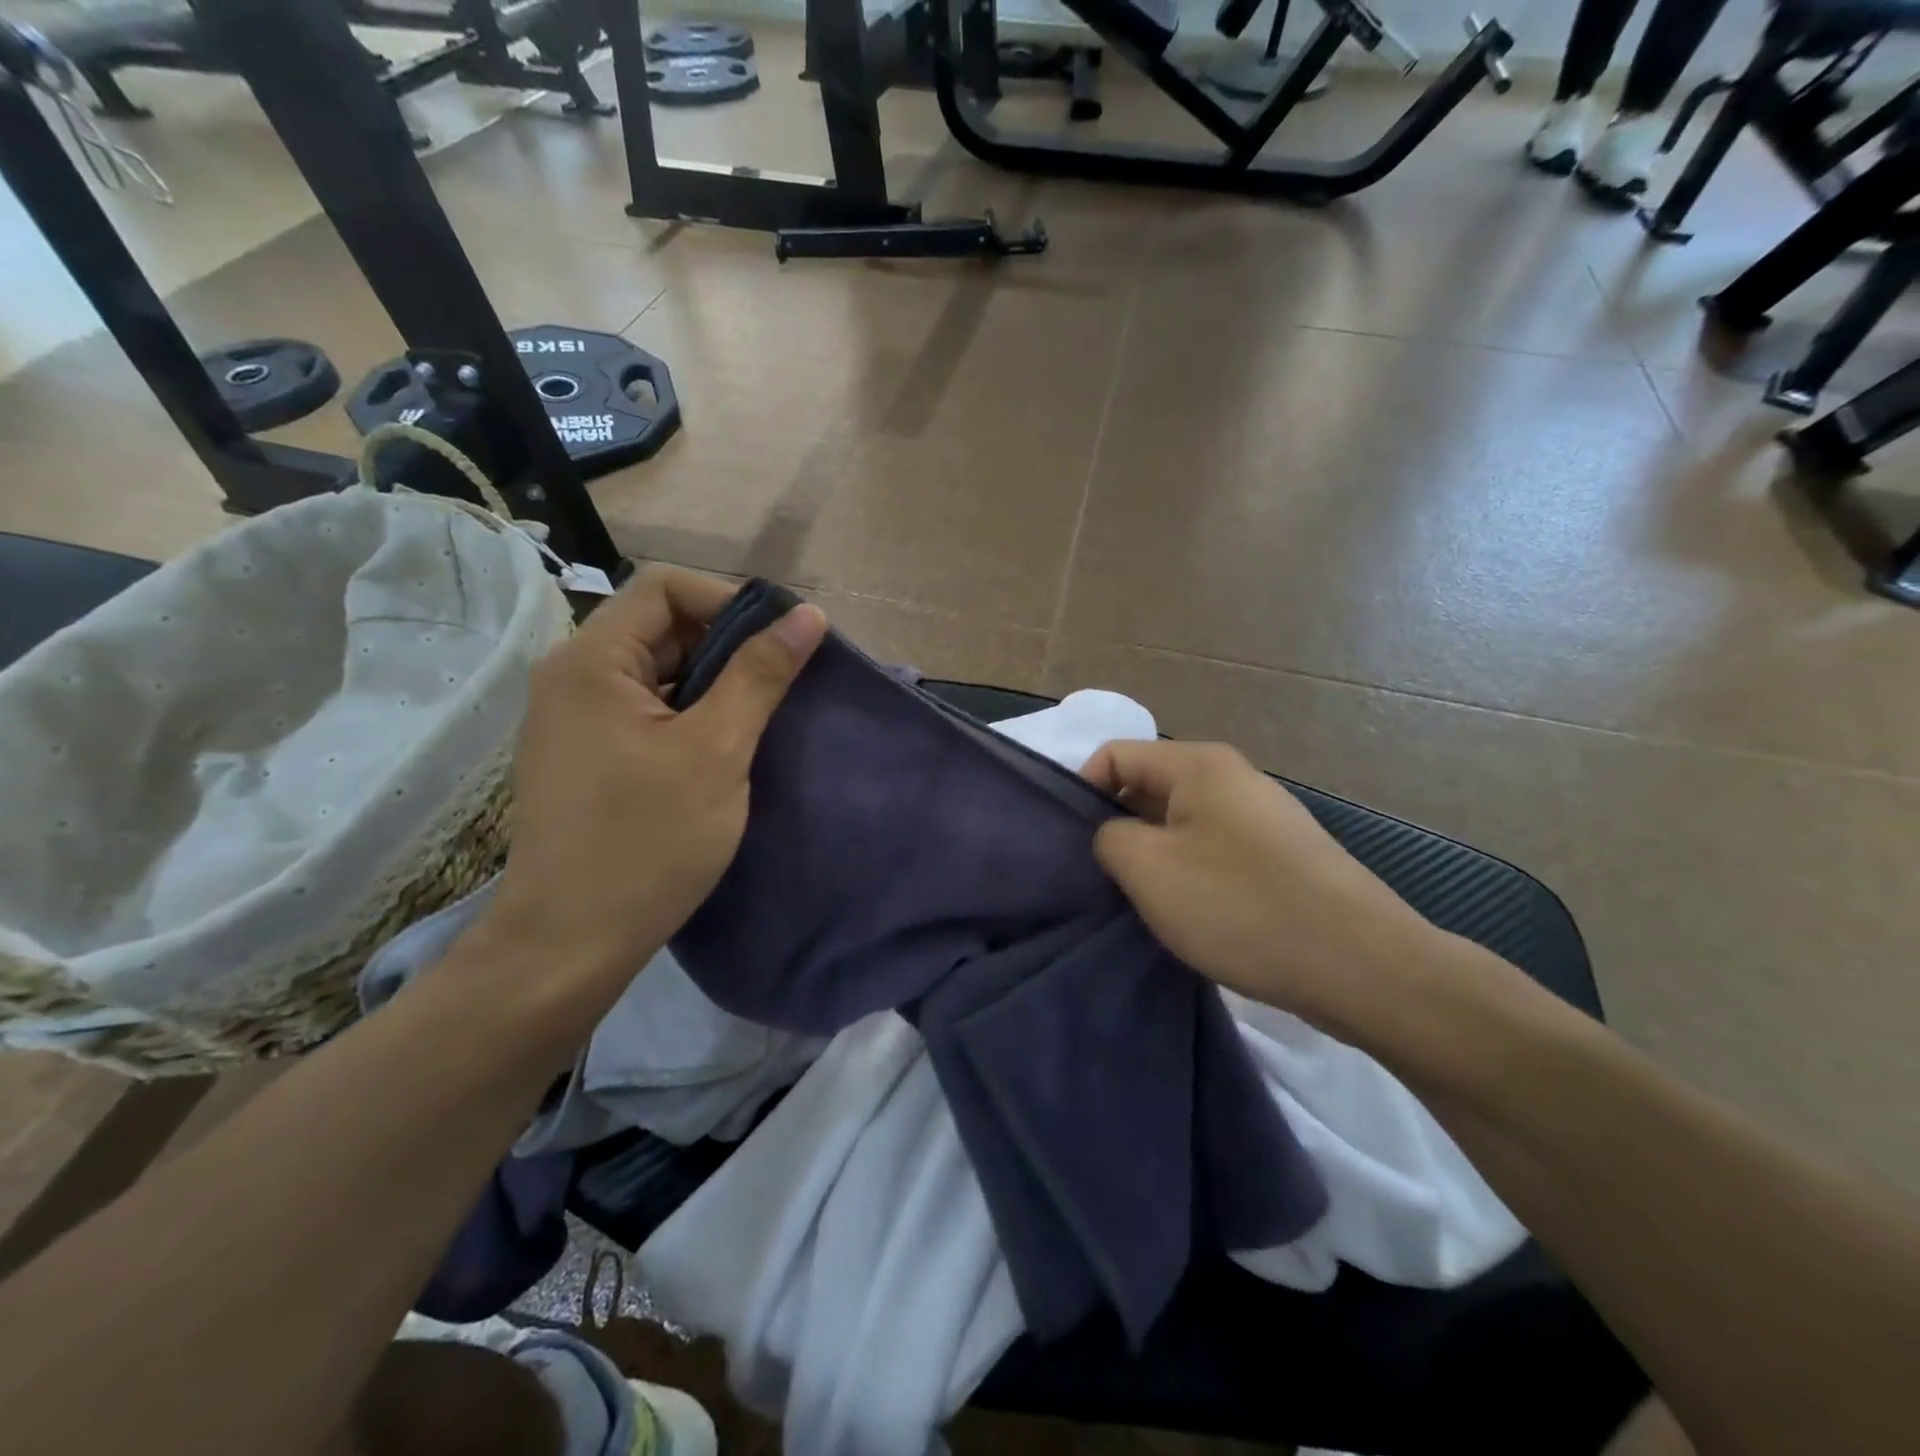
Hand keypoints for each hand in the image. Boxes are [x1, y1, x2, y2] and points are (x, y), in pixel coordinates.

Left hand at [480, 567, 825, 1014]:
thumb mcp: (716, 751)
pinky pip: (646, 709)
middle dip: (728, 644)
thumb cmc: (647, 842)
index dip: (731, 601)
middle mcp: (572, 676)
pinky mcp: (586, 755)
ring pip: (657, 671)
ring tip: (764, 715)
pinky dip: (691, 713)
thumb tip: (807, 616)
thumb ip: (760, 675)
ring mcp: (574, 719)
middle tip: (784, 683)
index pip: (666, 587)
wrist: (569, 944)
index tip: (783, 644)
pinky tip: (726, 747)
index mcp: (591, 662)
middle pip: (661, 626)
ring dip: (714, 682)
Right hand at [1082, 739, 1447, 1038]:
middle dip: (1117, 828)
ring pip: (1181, 823)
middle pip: (1149, 787)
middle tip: (1099, 879)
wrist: (1360, 964)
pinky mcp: (1282, 855)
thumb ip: (1107, 837)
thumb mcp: (1148, 869)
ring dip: (1154, 857)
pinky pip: (1214, 850)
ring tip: (1142, 903)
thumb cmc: (1239, 905)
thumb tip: (1112, 834)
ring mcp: (1263, 816)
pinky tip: (1191, 915)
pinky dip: (1190, 874)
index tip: (1070, 846)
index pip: (1115, 755)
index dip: (1081, 792)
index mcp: (1198, 763)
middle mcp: (1232, 776)